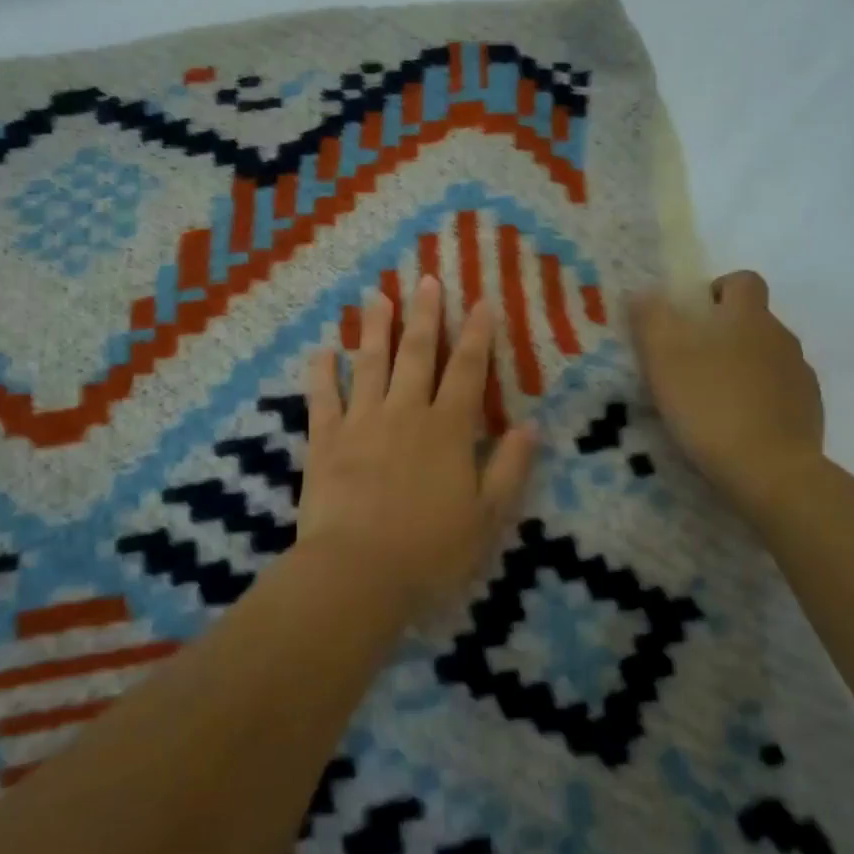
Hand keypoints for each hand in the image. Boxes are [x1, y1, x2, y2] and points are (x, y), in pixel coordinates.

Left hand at [296, 277, 537, 620]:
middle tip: (425, 279)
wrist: (357, 574)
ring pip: (370, 364)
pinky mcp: (324, 441)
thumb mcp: (487, 517)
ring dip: (375, 329)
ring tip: (377, 296)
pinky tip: (322, 350)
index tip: (480, 302)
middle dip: (424, 315)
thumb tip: (531, 426)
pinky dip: (322, 372)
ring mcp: (361, 423)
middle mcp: (406, 413)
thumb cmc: (430, 551)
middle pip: (417, 354)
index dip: (476, 335)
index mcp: (448, 430)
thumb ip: (510, 468)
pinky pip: (322, 398)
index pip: (467, 371)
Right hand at [630, 271, 823, 510]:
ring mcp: (800, 377)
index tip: (694, 316)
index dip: (719, 290)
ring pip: (767, 359)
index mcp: (748, 316)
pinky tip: (736, 428)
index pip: (743, 281)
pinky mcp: (810, 413)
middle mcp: (781, 338)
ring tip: (712, 401)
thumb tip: (644, 292)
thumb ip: (650, 317)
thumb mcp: (662, 357)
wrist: (769, 470)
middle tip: (690, 365)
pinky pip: (780, 394)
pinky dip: (759, 401)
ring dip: (743, 369)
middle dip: (725, 335)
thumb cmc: (709, 403)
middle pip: (754, 321)